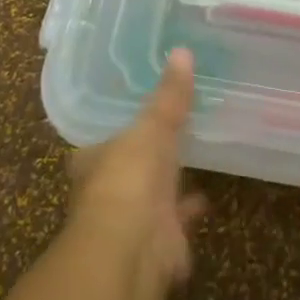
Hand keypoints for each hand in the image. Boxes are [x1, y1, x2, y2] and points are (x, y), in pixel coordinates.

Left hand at [68, 48, 206, 290]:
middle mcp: (106, 194)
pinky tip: (205, 200)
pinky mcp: (157, 247)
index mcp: (94, 162)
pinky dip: (187, 214)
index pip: (101, 144)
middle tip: (168, 139)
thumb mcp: (152, 126)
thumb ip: (170, 95)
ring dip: (167, 188)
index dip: (117, 132)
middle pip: (126, 173)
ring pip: (150, 201)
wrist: (131, 249)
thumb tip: (182, 50)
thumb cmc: (129, 179)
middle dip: (144, 161)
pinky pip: (176, 224)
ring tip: (190, 164)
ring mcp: (131, 224)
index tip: (135, 118)